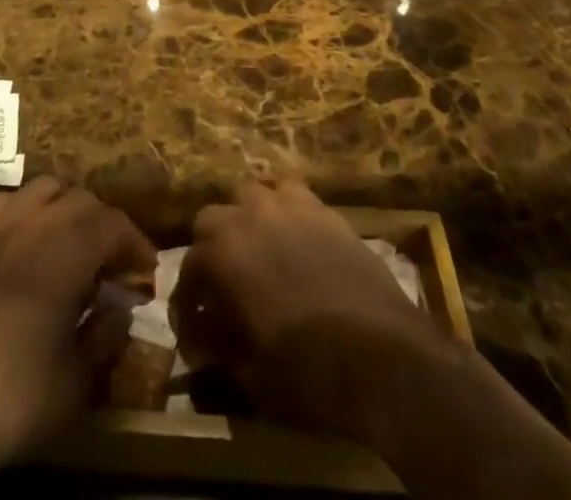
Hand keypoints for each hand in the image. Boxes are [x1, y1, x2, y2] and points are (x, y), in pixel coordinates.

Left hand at [0, 177, 156, 478]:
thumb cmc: (15, 396)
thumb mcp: (77, 380)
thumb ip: (107, 335)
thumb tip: (120, 308)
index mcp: (67, 251)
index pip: (113, 225)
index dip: (135, 243)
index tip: (146, 270)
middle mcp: (34, 224)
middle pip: (81, 200)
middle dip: (104, 224)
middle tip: (112, 260)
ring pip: (42, 190)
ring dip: (65, 208)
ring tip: (70, 241)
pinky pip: (3, 202)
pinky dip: (23, 210)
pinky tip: (23, 239)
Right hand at [173, 177, 449, 446]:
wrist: (383, 356)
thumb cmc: (308, 372)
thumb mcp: (251, 375)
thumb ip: (220, 347)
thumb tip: (205, 339)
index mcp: (222, 253)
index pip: (188, 270)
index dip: (187, 304)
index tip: (194, 333)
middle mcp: (249, 215)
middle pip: (213, 218)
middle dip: (212, 248)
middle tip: (223, 284)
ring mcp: (289, 205)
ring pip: (254, 194)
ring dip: (248, 219)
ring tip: (259, 250)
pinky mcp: (325, 209)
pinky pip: (293, 195)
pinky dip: (286, 212)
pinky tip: (295, 239)